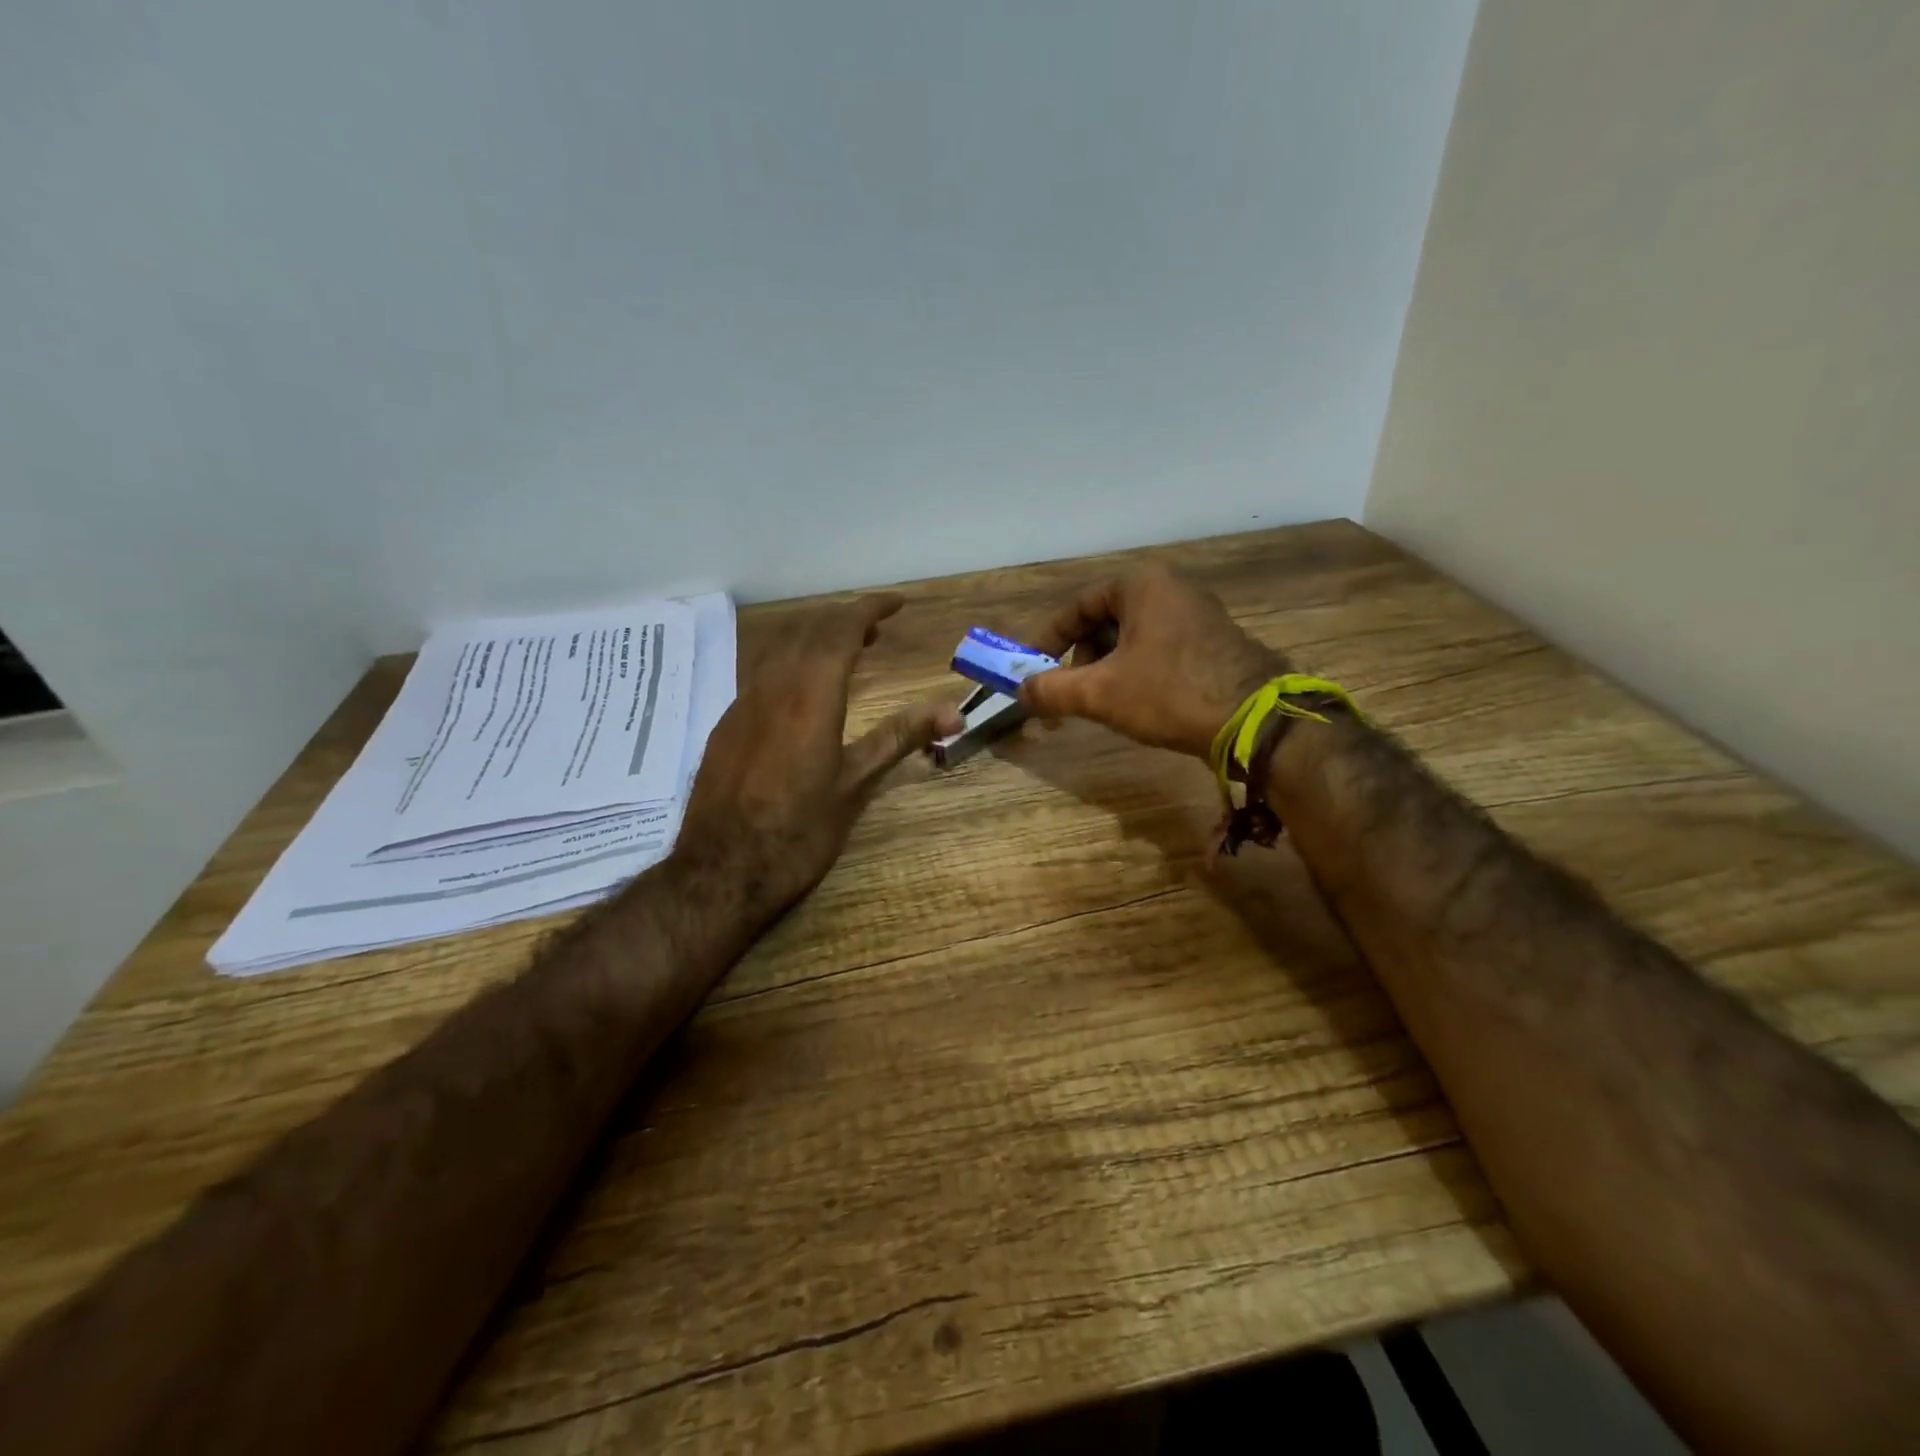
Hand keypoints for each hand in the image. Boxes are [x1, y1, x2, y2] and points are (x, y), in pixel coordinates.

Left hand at [676, 594, 962, 914]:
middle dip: (844, 620)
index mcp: (810, 694)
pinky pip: (760, 673)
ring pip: (778, 648)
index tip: (896, 603)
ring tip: (843, 653)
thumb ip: (900, 738)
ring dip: (814, 638)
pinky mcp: (725, 726)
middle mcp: (771, 687)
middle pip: (808, 630)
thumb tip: (953, 711)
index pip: (841, 629)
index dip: (869, 609)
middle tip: (876, 630)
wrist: (721, 872)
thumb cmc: (799, 832)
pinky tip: (801, 692)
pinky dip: (790, 663)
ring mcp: (741, 704)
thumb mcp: (856, 784)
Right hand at [1019, 567, 1289, 759]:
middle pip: (1105, 621)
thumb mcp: (1100, 693)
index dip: (1049, 638)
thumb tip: (1021, 693)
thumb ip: (1052, 689)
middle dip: (1080, 659)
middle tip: (1068, 693)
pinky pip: (1160, 650)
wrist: (1254, 721)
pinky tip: (1137, 704)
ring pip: (1133, 639)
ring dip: (1107, 670)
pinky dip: (1136, 672)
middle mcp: (1172, 590)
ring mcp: (1199, 615)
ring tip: (1100, 704)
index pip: (1078, 606)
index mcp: (1142, 586)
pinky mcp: (1215, 643)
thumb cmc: (1169, 693)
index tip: (1032, 668)